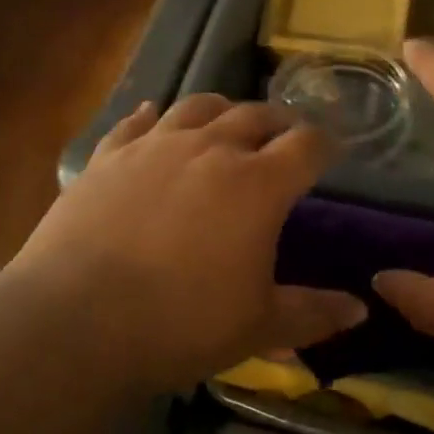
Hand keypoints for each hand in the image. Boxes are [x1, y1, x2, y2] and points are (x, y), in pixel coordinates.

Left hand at [8, 94, 365, 393]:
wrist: (74, 322)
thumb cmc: (179, 325)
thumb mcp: (257, 327)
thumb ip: (312, 314)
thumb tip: (360, 309)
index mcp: (258, 184)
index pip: (307, 145)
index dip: (326, 144)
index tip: (332, 151)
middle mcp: (211, 148)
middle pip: (256, 115)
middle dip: (278, 122)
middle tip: (284, 136)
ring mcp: (156, 145)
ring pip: (199, 106)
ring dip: (222, 109)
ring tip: (227, 120)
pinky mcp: (109, 155)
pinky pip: (136, 122)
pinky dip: (152, 116)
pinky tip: (153, 115)